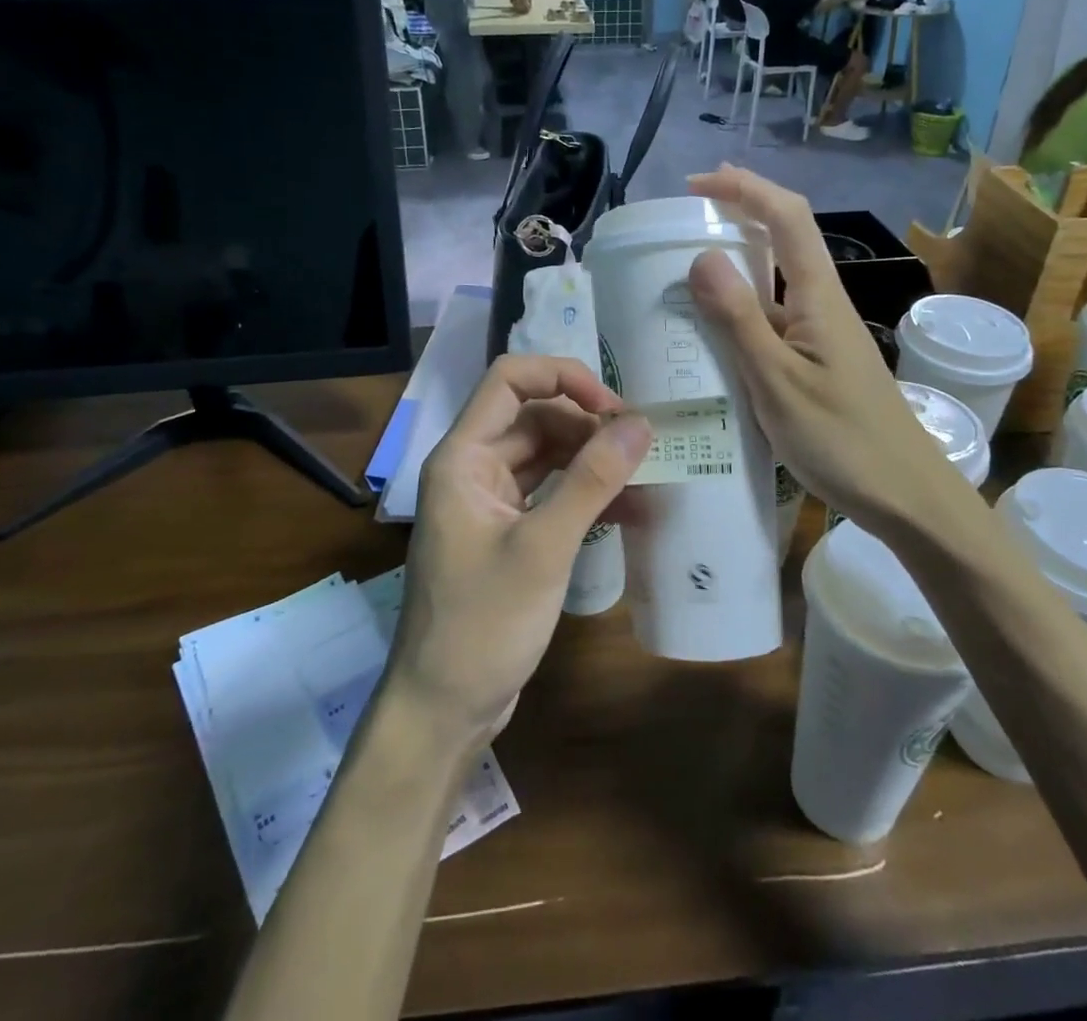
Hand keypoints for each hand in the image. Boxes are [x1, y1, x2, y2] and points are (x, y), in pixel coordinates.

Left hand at [388, 356, 651, 749]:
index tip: (613, 406)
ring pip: (546, 457)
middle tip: (642, 447)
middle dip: (587, 425)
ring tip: (645, 476)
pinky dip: (584, 496)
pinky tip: (628, 510)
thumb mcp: (543, 547)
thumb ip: (591, 481)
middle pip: (535, 418)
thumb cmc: (483, 624)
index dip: (562, 376)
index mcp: (463, 457)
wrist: (442, 709)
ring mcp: (489, 503)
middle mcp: (473, 469)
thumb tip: (639, 424)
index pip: (509, 380)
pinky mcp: (507, 534)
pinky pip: (549, 495)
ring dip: (592, 462)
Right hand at [685, 164, 967, 533]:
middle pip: (786, 237)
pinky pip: (775, 319)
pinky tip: (714, 332)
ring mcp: (822, 334)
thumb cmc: (842, 440)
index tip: (697, 184)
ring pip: (778, 280)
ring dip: (739, 260)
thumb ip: (740, 320)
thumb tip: (702, 256)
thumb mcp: (778, 382)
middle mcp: (823, 303)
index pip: (787, 216)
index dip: (745, 188)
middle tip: (691, 211)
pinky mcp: (817, 361)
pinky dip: (742, 309)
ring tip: (688, 266)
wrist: (907, 497)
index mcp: (819, 296)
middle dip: (743, 210)